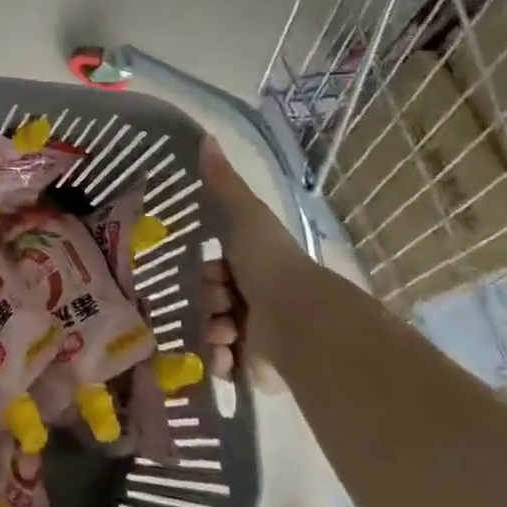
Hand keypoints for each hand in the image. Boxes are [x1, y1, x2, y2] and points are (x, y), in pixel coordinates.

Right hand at [198, 136, 311, 383]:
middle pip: (209, 301)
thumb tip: (206, 137)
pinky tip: (226, 355)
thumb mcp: (245, 215)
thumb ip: (223, 182)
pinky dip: (220, 361)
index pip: (213, 271)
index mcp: (254, 268)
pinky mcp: (258, 370)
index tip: (212, 274)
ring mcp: (257, 337)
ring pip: (212, 332)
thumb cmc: (270, 264)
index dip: (206, 273)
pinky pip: (223, 365)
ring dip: (210, 332)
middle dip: (207, 304)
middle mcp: (256, 302)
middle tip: (219, 306)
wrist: (301, 321)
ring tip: (225, 335)